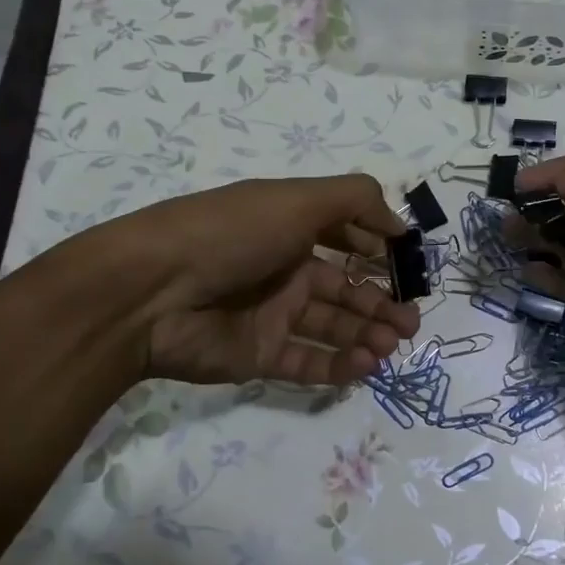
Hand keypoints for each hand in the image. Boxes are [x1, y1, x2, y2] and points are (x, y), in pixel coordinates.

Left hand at [99, 173, 420, 386]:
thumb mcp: (296, 199)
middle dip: (382, 303)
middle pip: (345, 290)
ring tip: (394, 344)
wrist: (152, 292)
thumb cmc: (231, 234)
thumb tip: (397, 223)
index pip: (345, 238)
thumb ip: (355, 200)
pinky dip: (341, 365)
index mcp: (291, 228)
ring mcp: (271, 315)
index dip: (377, 250)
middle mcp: (284, 270)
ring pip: (333, 328)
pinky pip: (309, 362)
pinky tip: (367, 364)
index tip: (408, 266)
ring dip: (369, 335)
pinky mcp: (259, 355)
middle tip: (412, 322)